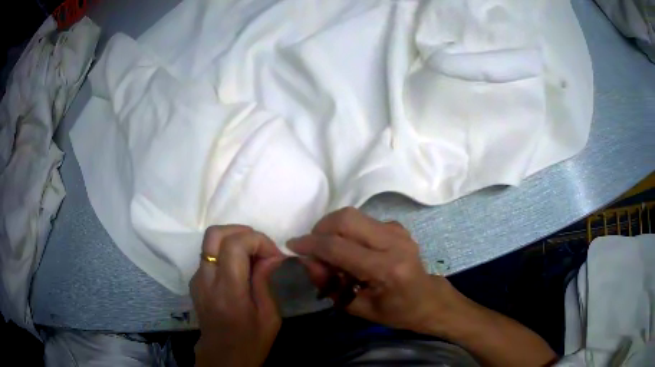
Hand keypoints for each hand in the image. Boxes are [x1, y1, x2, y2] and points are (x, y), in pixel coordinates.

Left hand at [190, 225, 284, 366]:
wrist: (223, 357)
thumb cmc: (251, 342)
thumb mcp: (269, 317)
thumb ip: (265, 281)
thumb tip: (271, 255)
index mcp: (228, 292)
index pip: (234, 245)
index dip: (258, 240)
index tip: (274, 255)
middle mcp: (206, 280)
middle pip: (215, 234)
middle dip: (242, 231)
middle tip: (261, 247)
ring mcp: (196, 279)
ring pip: (210, 241)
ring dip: (234, 240)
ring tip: (253, 256)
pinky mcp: (194, 281)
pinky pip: (209, 254)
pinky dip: (226, 252)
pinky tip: (240, 269)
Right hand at [287, 207, 460, 334]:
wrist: (429, 300)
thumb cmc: (396, 312)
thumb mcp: (358, 308)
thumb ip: (329, 285)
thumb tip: (308, 260)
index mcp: (386, 269)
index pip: (338, 247)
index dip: (310, 244)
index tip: (293, 245)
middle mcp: (394, 242)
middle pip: (346, 218)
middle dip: (321, 228)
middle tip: (313, 247)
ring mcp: (398, 231)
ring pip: (353, 215)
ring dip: (333, 228)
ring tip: (331, 251)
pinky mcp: (397, 226)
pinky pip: (363, 221)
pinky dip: (348, 230)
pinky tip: (350, 249)